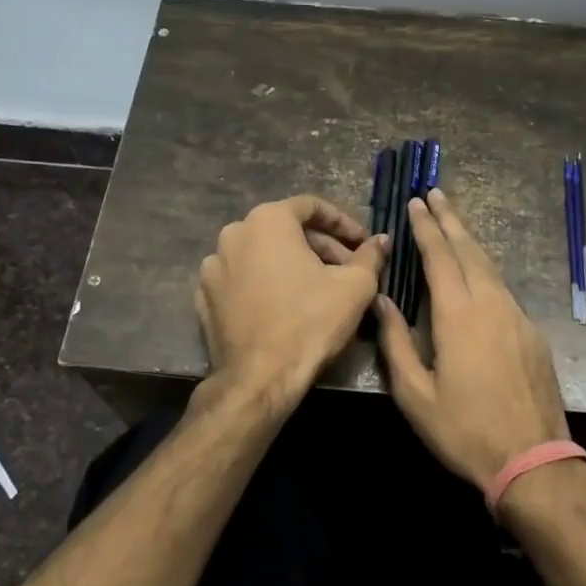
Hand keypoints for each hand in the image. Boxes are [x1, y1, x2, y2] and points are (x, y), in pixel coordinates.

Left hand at [195, 195, 385, 407]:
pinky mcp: (204, 298)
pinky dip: (266, 285)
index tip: (363, 243)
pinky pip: (242, 280)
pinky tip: (286, 307)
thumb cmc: (310, 322)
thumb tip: (381, 240)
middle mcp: (233, 234)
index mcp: (267, 220)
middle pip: (285, 230)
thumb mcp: (355, 286)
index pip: (311, 206)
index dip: (343, 222)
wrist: (258, 379)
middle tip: (348, 270)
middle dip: (321, 247)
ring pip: (262, 255)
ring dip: (293, 265)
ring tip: (319, 289)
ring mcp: (213, 267)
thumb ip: (370, 255)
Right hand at [373, 188, 568, 490]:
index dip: (426, 228)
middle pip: (470, 250)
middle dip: (451, 220)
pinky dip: (486, 268)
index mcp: (459, 315)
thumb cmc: (464, 430)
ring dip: (471, 240)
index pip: (440, 257)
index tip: (416, 202)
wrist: (533, 459)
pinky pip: (504, 288)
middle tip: (436, 194)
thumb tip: (382, 300)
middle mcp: (492, 305)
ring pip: (491, 266)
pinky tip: (479, 271)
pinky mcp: (532, 333)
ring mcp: (517, 317)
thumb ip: (396, 342)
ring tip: (454, 222)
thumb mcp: (415, 394)